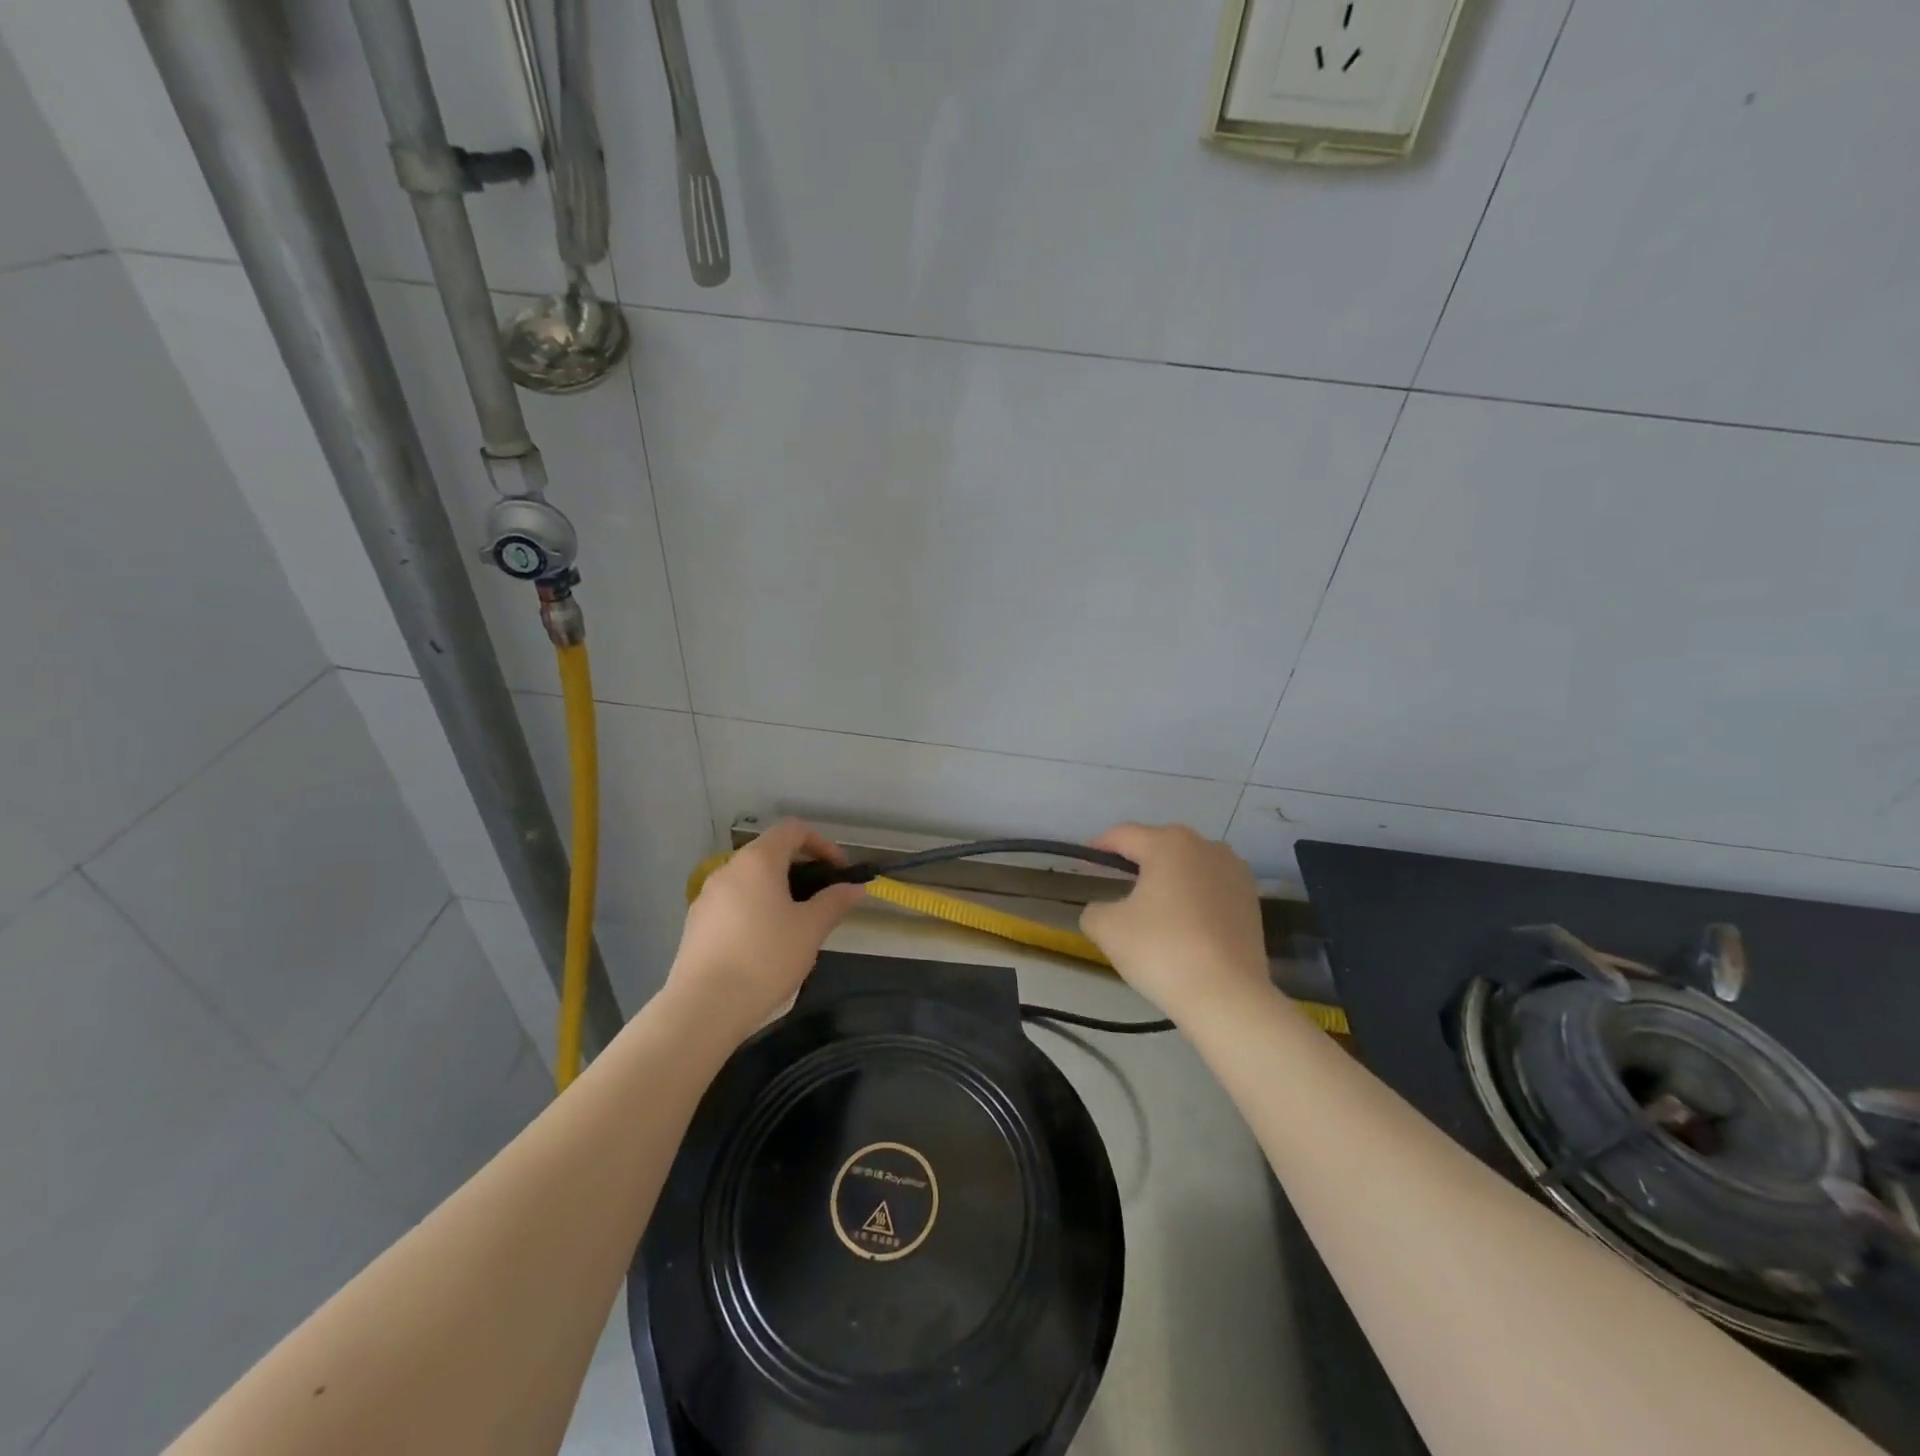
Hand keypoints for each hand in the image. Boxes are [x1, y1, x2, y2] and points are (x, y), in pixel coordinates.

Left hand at [668, 820, 864, 1040]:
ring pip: (750, 880)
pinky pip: (733, 902)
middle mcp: (729, 869)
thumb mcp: (811, 929)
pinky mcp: (696, 923)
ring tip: (796, 924)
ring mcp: (707, 896)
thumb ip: (835, 902)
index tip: (839, 871)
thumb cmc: (765, 958)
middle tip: (822, 899)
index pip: (793, 830)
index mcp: (758, 861)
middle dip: (801, 868)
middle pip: (770, 852)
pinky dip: (755, 908)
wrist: (704, 1007)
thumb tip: (855, 888)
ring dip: (777, 890)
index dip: (822, 843)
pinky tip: (764, 944)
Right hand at [1079, 824, 1269, 1022]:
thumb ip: (1094, 909)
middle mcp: (1206, 846)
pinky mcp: (1251, 900)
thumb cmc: (1161, 950)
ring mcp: (1235, 871)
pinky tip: (1185, 925)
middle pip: (1160, 846)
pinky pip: (1211, 888)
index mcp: (1168, 843)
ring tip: (1153, 908)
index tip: (1086, 863)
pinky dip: (1194, 898)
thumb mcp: (1106, 928)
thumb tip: (1103, 910)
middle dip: (1137, 862)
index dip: (1099, 846)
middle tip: (1117, 888)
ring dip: (1169, 879)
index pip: (1123, 835)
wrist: (1227, 996)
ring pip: (1189, 866)